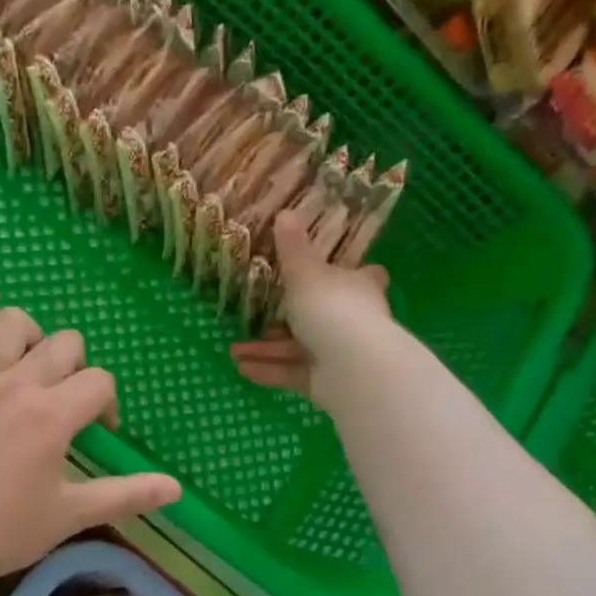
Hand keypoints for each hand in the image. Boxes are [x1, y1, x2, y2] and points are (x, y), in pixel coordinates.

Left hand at [0, 287, 181, 591]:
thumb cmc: (1, 532)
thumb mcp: (71, 515)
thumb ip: (126, 495)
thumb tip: (177, 489)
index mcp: (52, 415)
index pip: (97, 383)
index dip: (106, 403)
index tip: (98, 432)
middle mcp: (14, 384)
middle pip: (62, 346)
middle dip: (76, 368)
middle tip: (65, 402)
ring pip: (8, 326)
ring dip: (31, 335)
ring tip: (33, 359)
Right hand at [230, 209, 394, 402]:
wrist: (353, 368)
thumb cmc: (332, 310)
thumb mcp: (306, 274)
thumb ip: (292, 249)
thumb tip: (285, 213)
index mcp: (356, 286)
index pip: (362, 276)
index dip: (349, 273)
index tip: (331, 271)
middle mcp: (352, 319)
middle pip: (321, 315)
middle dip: (286, 319)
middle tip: (256, 317)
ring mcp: (339, 353)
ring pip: (298, 348)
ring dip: (266, 349)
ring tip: (233, 349)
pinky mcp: (325, 382)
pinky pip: (292, 372)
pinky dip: (268, 369)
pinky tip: (241, 368)